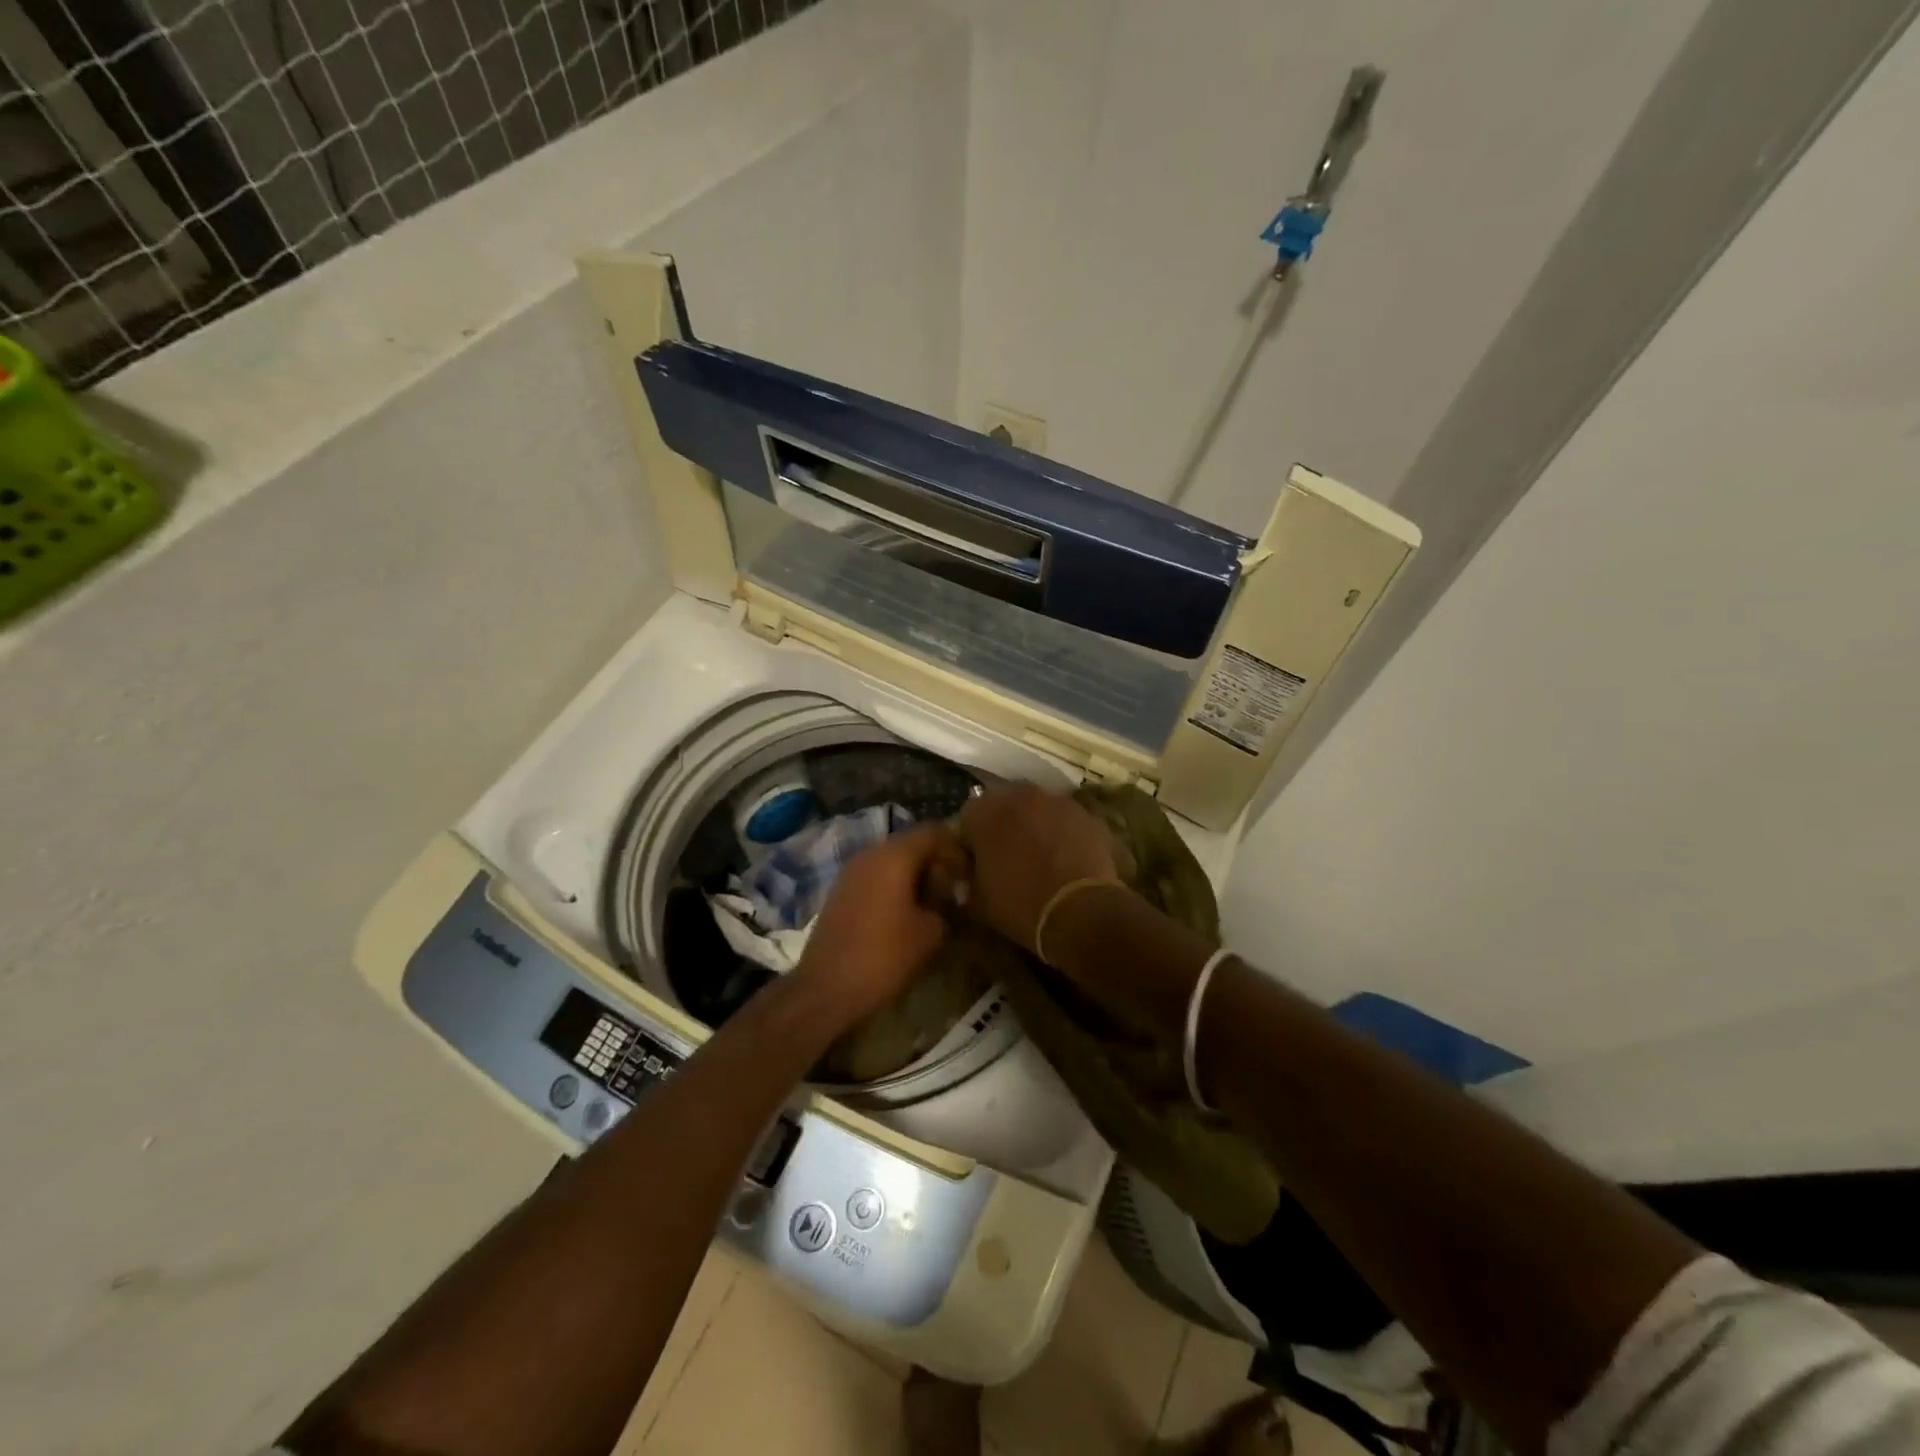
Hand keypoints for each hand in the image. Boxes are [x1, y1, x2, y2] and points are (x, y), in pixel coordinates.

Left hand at [788, 825, 968, 1031]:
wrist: (826, 988)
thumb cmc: (884, 956)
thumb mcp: (931, 933)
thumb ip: (946, 904)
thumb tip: (947, 897)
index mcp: (895, 855)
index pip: (934, 832)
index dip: (956, 848)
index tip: (969, 874)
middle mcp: (871, 853)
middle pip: (911, 844)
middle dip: (935, 863)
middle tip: (952, 891)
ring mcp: (851, 871)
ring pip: (891, 861)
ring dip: (913, 876)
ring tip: (930, 905)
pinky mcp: (839, 891)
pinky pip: (874, 877)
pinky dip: (893, 887)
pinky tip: (902, 915)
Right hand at [957, 783, 1119, 954]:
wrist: (1079, 912)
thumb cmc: (1018, 905)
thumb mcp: (977, 900)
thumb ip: (964, 880)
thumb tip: (963, 878)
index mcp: (984, 812)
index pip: (967, 819)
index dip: (970, 842)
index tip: (976, 864)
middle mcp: (1019, 795)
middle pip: (1004, 805)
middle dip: (1003, 825)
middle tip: (1008, 856)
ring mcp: (1057, 801)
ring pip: (1038, 808)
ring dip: (1034, 824)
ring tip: (1040, 856)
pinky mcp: (1087, 814)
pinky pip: (1066, 820)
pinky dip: (1063, 833)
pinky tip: (1066, 858)